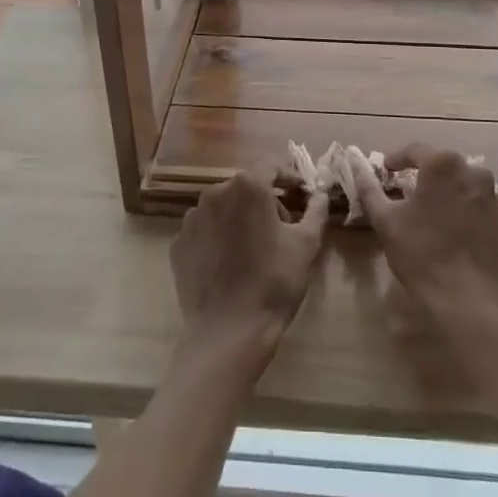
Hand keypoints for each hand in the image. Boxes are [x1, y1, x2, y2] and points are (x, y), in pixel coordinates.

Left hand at [170, 170, 325, 358]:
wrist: (228, 331)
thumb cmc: (274, 282)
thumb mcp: (306, 244)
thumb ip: (315, 211)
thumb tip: (319, 195)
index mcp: (247, 187)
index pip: (271, 166)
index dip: (289, 176)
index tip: (301, 193)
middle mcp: (215, 193)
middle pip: (246, 186)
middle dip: (265, 199)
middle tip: (283, 226)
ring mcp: (192, 218)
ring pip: (223, 207)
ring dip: (240, 217)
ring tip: (254, 247)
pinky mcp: (178, 243)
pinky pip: (204, 230)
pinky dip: (218, 237)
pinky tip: (230, 263)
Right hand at [354, 146, 497, 319]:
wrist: (475, 301)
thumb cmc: (424, 254)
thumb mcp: (386, 222)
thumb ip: (370, 190)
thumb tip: (357, 168)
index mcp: (444, 166)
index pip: (415, 150)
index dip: (397, 159)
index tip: (386, 170)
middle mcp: (474, 173)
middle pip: (444, 167)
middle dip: (426, 177)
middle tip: (409, 195)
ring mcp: (495, 199)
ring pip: (465, 188)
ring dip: (448, 196)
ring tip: (433, 218)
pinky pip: (481, 210)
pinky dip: (467, 216)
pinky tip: (456, 238)